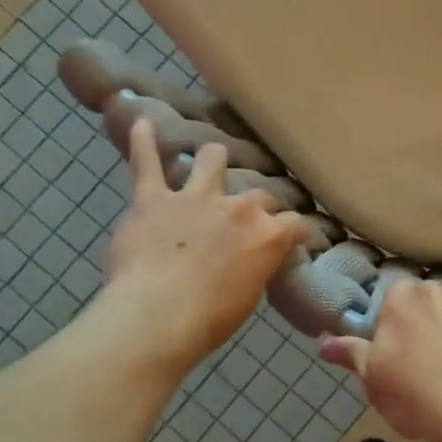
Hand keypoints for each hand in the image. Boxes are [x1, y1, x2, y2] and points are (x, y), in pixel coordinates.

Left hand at [95, 118, 307, 374]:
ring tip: (215, 158)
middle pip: (259, 195)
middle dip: (259, 206)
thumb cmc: (210, 319)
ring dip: (215, 160)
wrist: (158, 316)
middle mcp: (238, 208)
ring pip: (212, 162)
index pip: (295, 224)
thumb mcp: (250, 296)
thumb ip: (256, 267)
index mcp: (268, 235)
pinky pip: (147, 163)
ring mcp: (195, 198)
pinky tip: (142, 123)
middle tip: (252, 219)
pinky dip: (143, 142)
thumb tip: (254, 260)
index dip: (299, 231)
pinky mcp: (153, 199)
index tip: (300, 238)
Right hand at [319, 279, 441, 441]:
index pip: (396, 303)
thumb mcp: (374, 381)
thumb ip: (353, 355)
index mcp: (404, 300)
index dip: (400, 330)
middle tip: (439, 368)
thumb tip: (324, 342)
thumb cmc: (415, 395)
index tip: (404, 357)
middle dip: (440, 328)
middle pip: (439, 306)